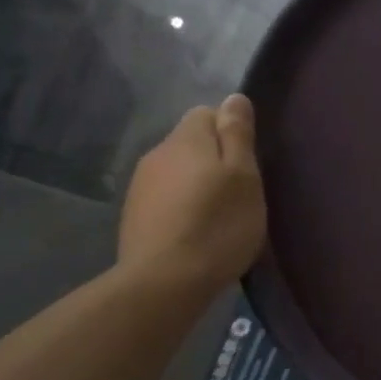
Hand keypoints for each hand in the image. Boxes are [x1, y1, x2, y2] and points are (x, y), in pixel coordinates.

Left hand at [119, 95, 266, 290]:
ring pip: (176, 172)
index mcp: (186, 139)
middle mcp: (157, 154)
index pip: (207, 113)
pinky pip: (164, 199)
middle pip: (190, 143)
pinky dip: (181, 208)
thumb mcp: (243, 176)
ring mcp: (140, 186)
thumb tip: (233, 97)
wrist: (164, 282)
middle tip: (237, 194)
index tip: (246, 164)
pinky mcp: (133, 216)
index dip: (230, 133)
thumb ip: (237, 134)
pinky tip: (194, 234)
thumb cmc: (217, 225)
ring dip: (196, 185)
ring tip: (217, 217)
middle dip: (213, 160)